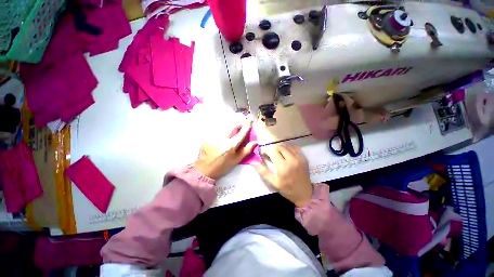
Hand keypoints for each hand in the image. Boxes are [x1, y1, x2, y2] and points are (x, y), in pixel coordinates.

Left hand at [194, 120, 256, 179]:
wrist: (204, 169)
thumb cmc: (223, 166)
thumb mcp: (236, 160)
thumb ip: (247, 150)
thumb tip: (256, 142)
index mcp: (230, 146)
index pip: (241, 133)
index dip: (246, 126)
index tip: (249, 121)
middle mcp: (221, 139)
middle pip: (232, 125)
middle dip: (238, 124)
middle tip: (241, 127)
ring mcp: (213, 136)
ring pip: (225, 126)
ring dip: (230, 127)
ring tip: (232, 132)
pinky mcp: (207, 136)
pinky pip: (218, 129)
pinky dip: (223, 130)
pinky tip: (223, 136)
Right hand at [254, 144, 312, 206]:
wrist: (305, 194)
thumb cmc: (287, 189)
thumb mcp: (273, 182)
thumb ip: (263, 172)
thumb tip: (253, 163)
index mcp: (283, 166)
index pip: (272, 151)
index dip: (266, 151)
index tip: (264, 154)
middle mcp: (292, 160)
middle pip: (279, 146)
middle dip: (273, 149)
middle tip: (271, 155)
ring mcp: (299, 158)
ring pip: (287, 146)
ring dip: (280, 148)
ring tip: (278, 154)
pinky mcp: (304, 158)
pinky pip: (294, 148)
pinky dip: (288, 149)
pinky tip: (287, 154)